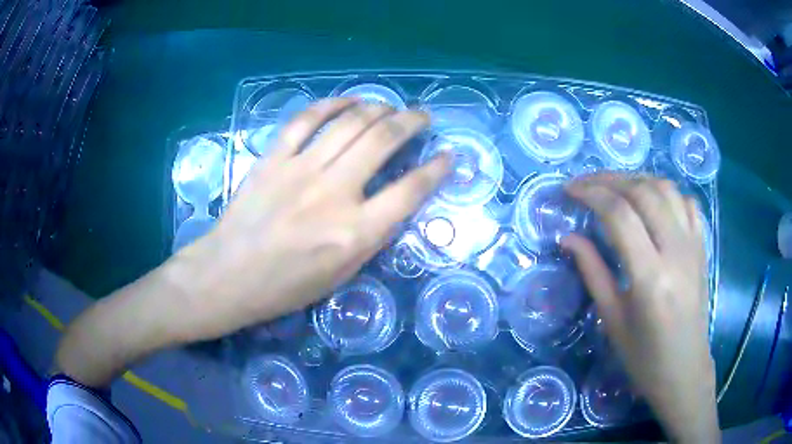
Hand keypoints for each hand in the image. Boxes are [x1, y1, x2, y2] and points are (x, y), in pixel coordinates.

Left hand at [167, 99, 450, 341]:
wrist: (228, 275)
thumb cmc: (285, 287)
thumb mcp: (341, 276)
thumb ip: (372, 237)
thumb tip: (395, 202)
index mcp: (354, 232)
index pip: (410, 190)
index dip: (437, 169)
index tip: (448, 156)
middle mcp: (334, 193)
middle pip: (383, 141)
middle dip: (411, 122)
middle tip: (422, 116)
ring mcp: (300, 170)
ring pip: (350, 123)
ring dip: (378, 108)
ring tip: (390, 106)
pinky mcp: (274, 158)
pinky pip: (306, 120)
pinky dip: (331, 105)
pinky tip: (347, 102)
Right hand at [562, 174, 719, 442]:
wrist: (684, 370)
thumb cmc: (644, 357)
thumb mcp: (612, 320)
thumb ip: (592, 272)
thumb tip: (568, 237)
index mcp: (650, 278)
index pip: (619, 215)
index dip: (591, 194)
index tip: (569, 191)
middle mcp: (676, 252)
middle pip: (642, 191)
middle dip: (608, 179)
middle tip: (585, 184)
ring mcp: (693, 245)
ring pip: (666, 188)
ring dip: (636, 179)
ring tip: (614, 187)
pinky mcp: (702, 246)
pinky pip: (686, 202)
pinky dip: (665, 191)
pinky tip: (652, 201)